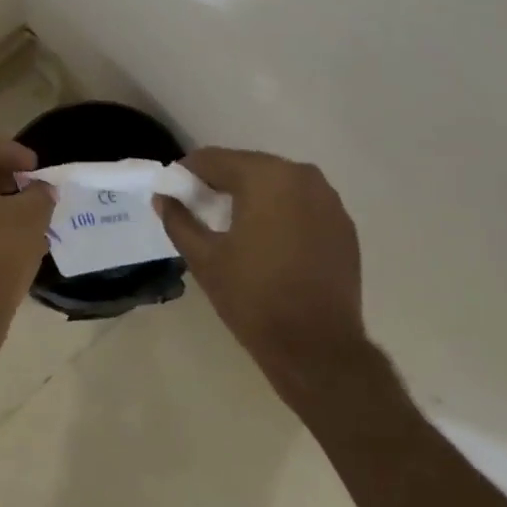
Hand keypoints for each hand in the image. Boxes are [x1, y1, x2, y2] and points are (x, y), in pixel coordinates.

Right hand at [154, 148, 376, 406]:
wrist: (316, 346)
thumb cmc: (253, 297)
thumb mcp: (204, 258)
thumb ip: (179, 221)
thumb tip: (162, 198)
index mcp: (266, 177)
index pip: (215, 159)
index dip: (188, 172)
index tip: (173, 191)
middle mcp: (302, 176)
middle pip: (249, 167)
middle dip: (221, 182)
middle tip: (199, 207)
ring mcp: (329, 200)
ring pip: (278, 184)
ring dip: (253, 195)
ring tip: (232, 224)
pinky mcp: (343, 225)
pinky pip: (302, 204)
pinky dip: (281, 212)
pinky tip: (268, 240)